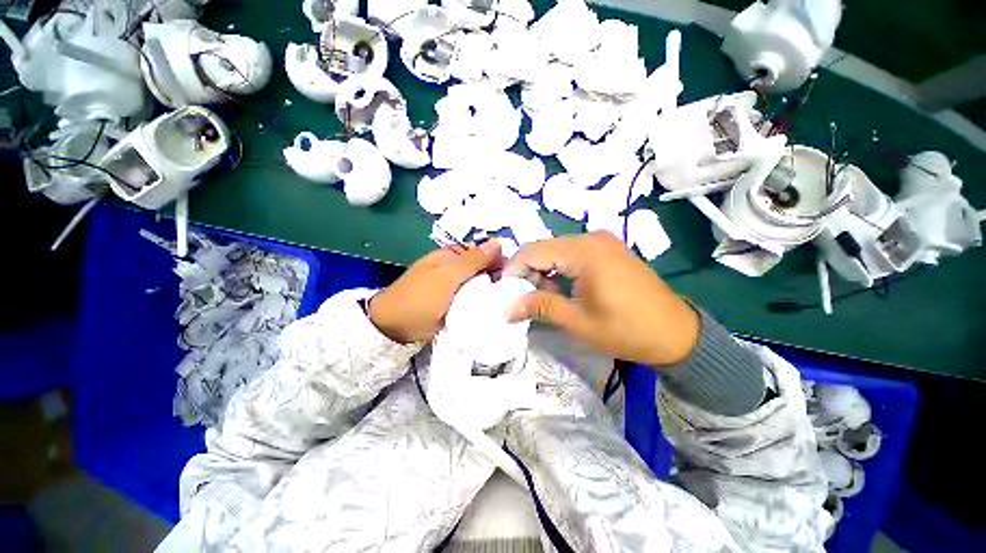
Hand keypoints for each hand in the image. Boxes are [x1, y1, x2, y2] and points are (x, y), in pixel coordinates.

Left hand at [368, 240, 502, 343]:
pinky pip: (475, 299)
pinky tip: (496, 309)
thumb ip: (473, 261)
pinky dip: (484, 302)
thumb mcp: (448, 276)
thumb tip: (499, 242)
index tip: (513, 275)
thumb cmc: (421, 297)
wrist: (396, 327)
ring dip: (492, 291)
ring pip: (481, 284)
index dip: (499, 260)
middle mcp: (457, 268)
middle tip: (512, 292)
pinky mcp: (456, 303)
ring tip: (509, 301)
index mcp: (453, 255)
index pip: (483, 251)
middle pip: (484, 268)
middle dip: (497, 277)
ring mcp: (456, 286)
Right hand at [505, 232, 699, 366]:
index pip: (533, 251)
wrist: (677, 334)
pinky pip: (572, 254)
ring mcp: (601, 242)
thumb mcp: (578, 321)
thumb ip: (539, 308)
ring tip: (542, 297)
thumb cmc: (626, 329)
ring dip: (543, 272)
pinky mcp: (607, 250)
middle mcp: (591, 238)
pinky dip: (559, 270)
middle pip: (544, 248)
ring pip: (556, 251)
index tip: (504, 292)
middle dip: (527, 272)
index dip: (513, 270)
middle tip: (522, 299)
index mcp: (584, 251)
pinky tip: (560, 289)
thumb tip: (505, 308)